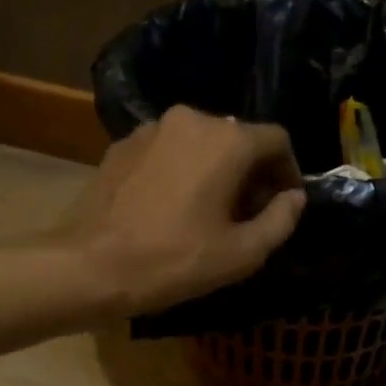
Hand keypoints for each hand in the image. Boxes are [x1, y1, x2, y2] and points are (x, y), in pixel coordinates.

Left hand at [68, 106, 305, 314]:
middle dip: (252, 173)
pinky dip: (183, 170)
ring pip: (202, 143)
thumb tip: (294, 197)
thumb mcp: (243, 253)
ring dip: (216, 171)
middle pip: (239, 138)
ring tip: (210, 212)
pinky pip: (170, 150)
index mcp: (227, 140)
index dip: (289, 172)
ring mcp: (152, 128)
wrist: (90, 266)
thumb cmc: (175, 261)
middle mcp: (192, 119)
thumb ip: (281, 220)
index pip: (278, 140)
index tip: (283, 205)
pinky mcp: (123, 144)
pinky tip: (173, 207)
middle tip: (249, 215)